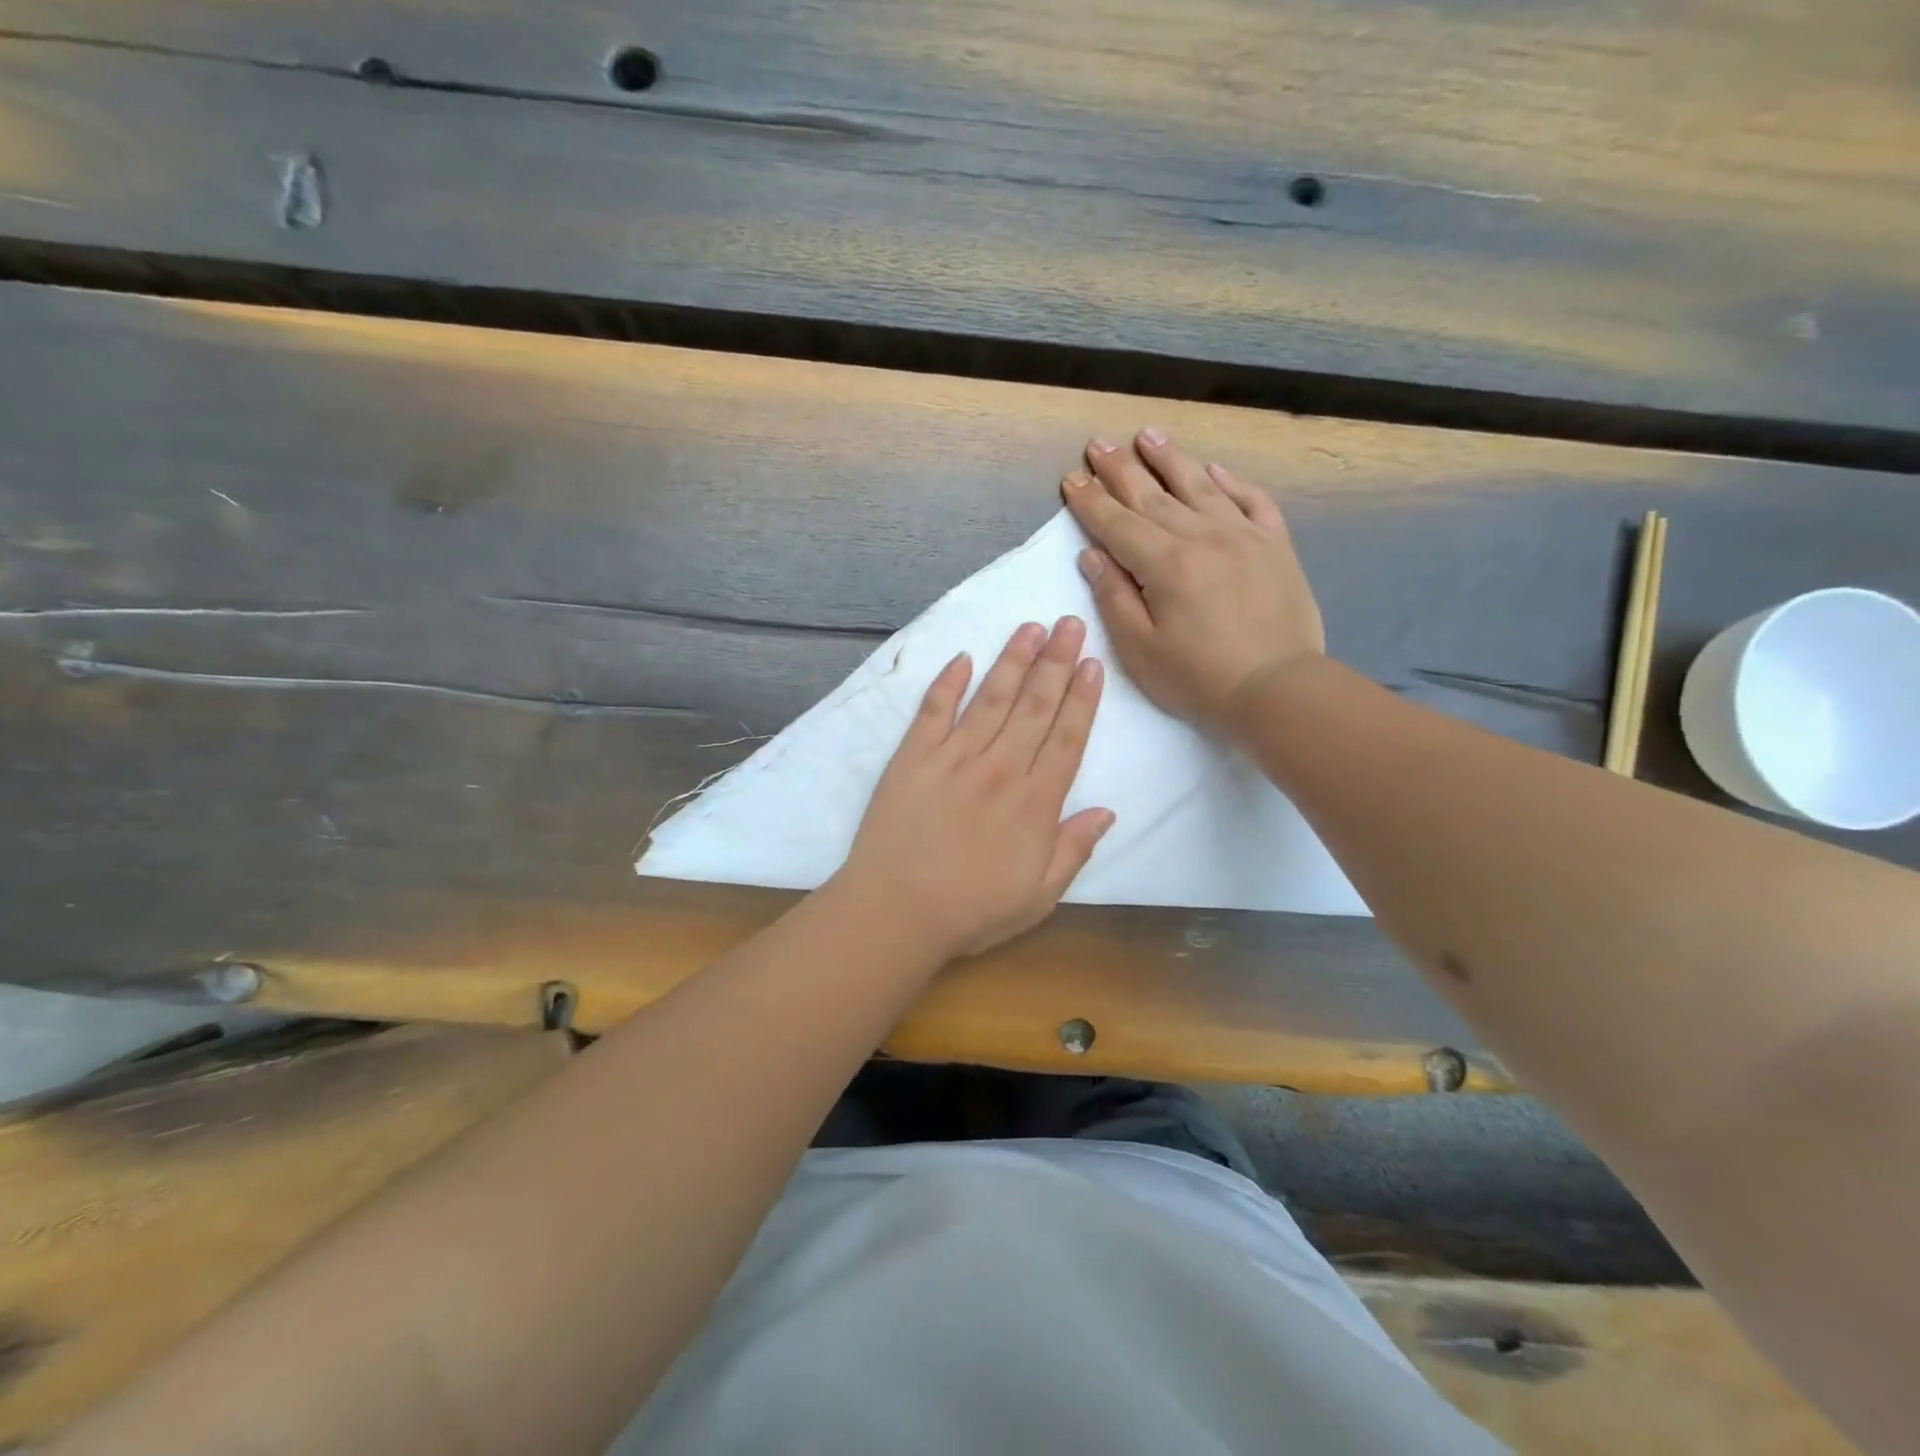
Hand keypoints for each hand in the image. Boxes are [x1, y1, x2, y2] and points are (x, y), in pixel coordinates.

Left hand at [837, 617, 1113, 961]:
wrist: (896, 911)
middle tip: (1070, 623)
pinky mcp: (913, 757)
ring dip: (1013, 660)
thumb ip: (1074, 849)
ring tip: (1030, 628)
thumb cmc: (972, 911)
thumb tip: (1107, 812)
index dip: (1082, 698)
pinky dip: (947, 682)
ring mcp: (954, 757)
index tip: (1092, 663)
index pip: (1067, 738)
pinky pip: (933, 710)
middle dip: (1056, 662)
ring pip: (991, 698)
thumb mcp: (1039, 896)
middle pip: (1035, 706)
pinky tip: (962, 658)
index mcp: (1035, 802)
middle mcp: (1000, 768)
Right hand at [1061, 429, 1323, 732]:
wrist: (1279, 690)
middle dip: (1121, 469)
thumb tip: (1092, 555)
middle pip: (1153, 496)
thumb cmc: (1199, 679)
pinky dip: (1232, 481)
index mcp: (1165, 565)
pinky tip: (1214, 469)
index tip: (1071, 478)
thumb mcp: (1141, 650)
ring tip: (1148, 435)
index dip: (1090, 501)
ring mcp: (1244, 536)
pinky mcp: (1276, 546)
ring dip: (1170, 459)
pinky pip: (1252, 501)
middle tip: (1099, 443)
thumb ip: (1114, 598)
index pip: (1117, 524)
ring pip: (1200, 486)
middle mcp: (1203, 537)